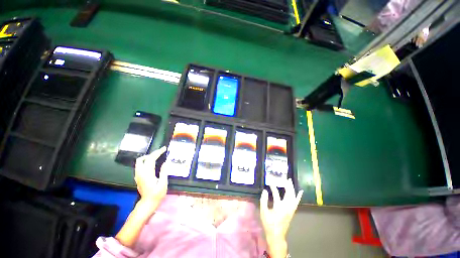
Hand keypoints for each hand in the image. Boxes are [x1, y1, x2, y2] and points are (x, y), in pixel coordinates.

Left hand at [135, 146, 168, 207]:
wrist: (147, 203)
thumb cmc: (157, 194)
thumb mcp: (163, 184)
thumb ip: (163, 172)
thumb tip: (165, 162)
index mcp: (147, 174)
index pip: (150, 159)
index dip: (157, 152)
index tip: (164, 148)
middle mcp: (140, 173)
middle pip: (142, 159)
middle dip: (152, 154)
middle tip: (160, 153)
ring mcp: (138, 175)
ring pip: (139, 162)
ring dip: (147, 157)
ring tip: (157, 157)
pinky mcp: (138, 177)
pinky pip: (139, 166)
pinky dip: (145, 161)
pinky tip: (152, 163)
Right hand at [260, 178, 302, 257]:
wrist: (276, 235)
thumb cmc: (269, 224)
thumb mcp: (263, 212)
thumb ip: (263, 201)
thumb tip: (264, 191)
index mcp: (279, 207)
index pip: (276, 194)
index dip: (273, 187)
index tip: (270, 182)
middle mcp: (287, 207)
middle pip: (289, 194)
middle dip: (288, 185)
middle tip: (285, 178)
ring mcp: (291, 210)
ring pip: (293, 197)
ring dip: (292, 189)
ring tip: (290, 181)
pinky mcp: (292, 212)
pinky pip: (296, 202)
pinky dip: (298, 196)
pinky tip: (300, 192)